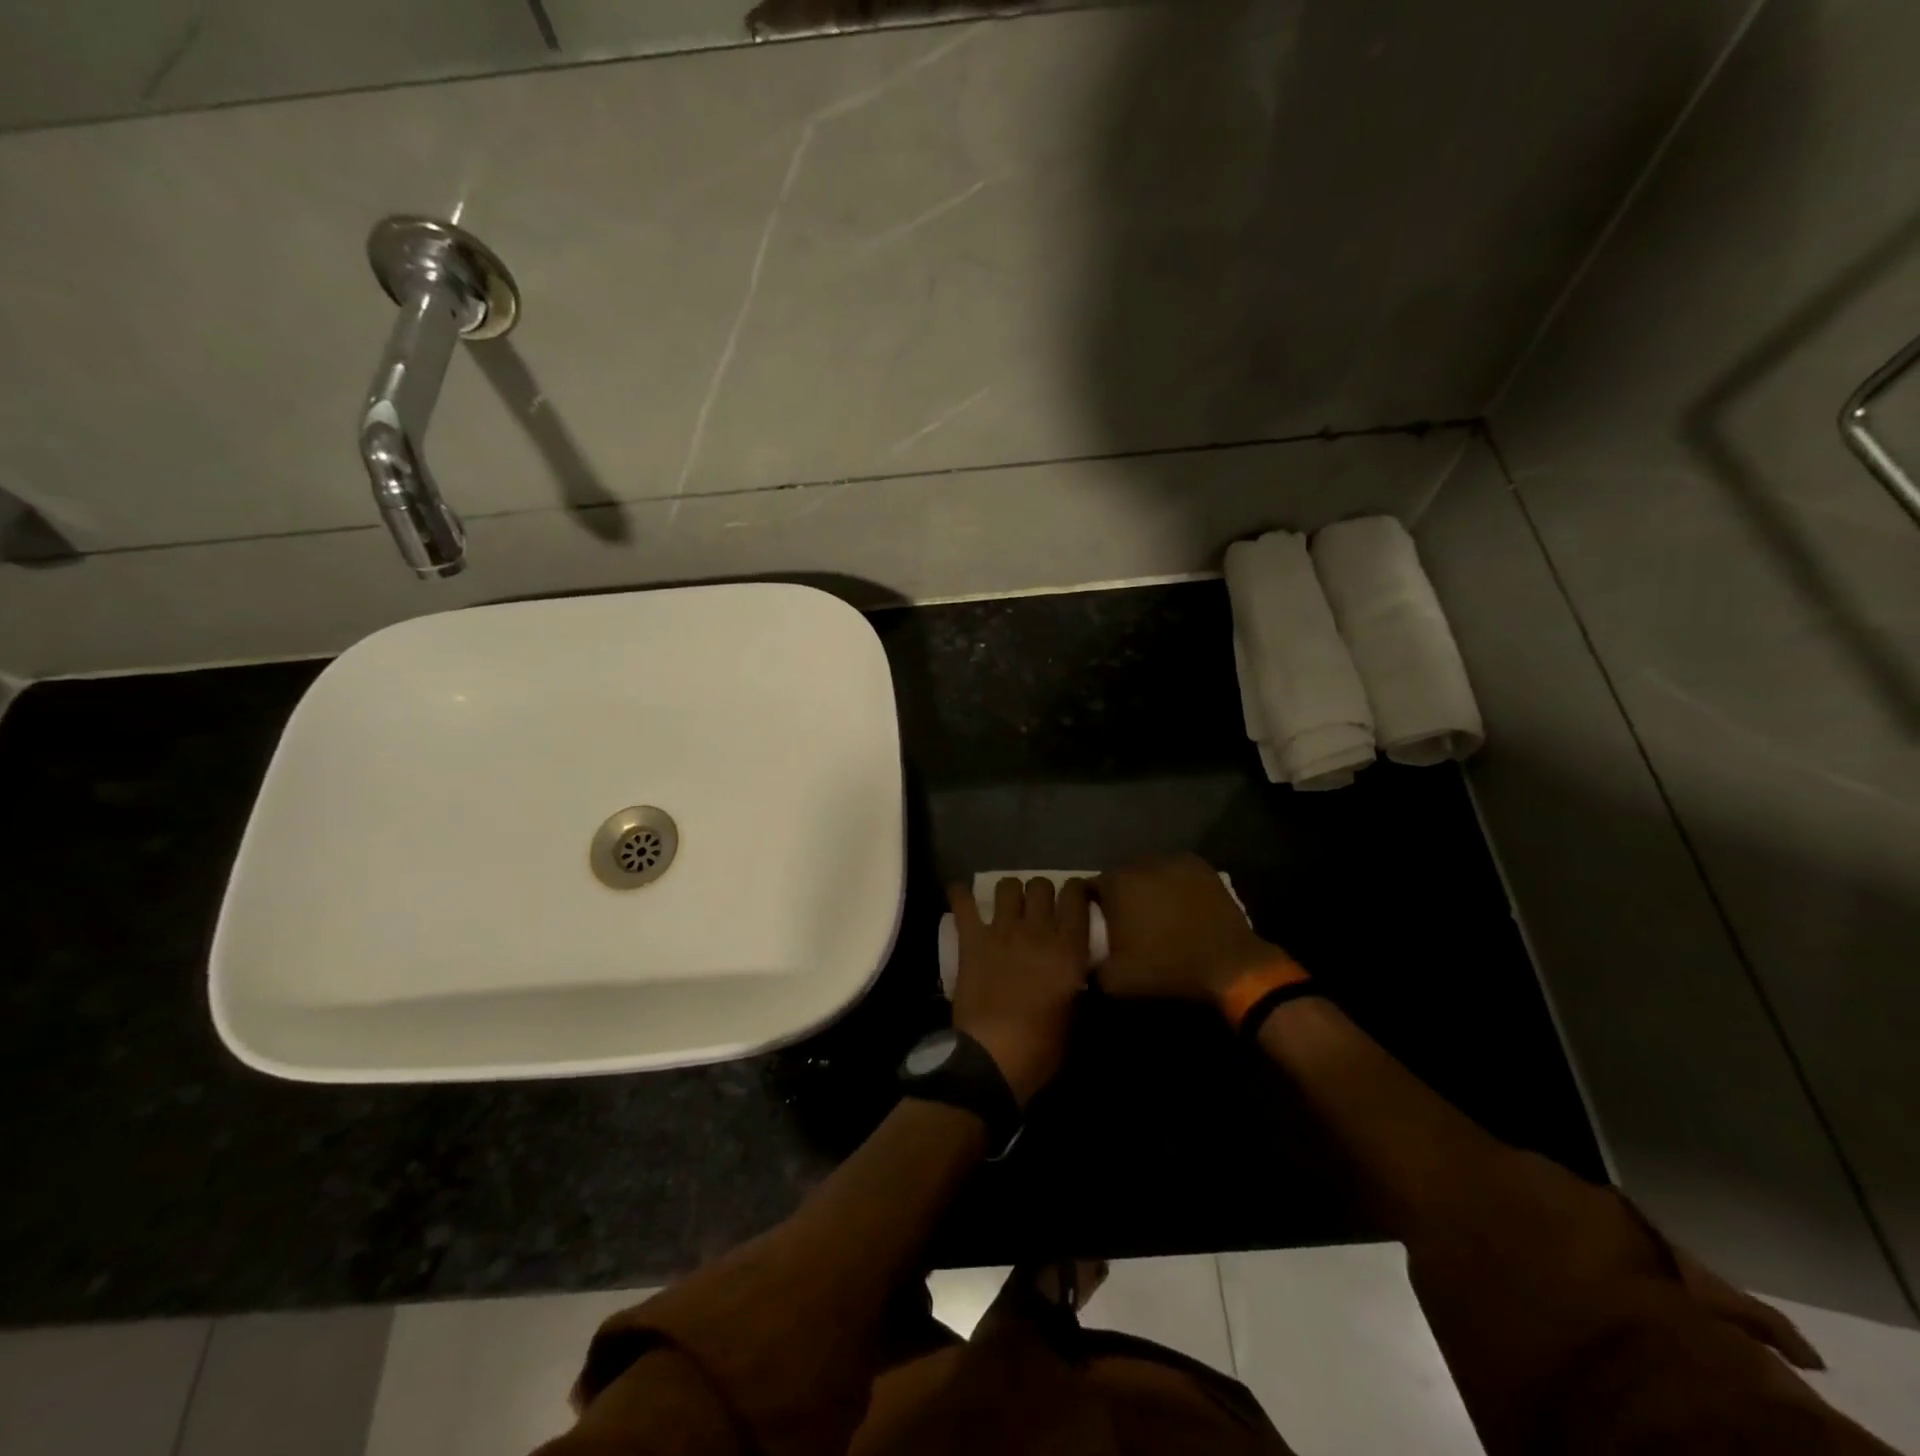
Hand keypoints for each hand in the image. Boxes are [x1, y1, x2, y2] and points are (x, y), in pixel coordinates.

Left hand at [948, 877, 1092, 1105]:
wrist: (993, 1057)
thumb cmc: (1041, 1047)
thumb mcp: (1075, 1015)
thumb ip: (1076, 981)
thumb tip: (1075, 969)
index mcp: (1068, 948)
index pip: (1076, 896)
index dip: (1076, 890)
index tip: (1074, 898)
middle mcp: (1037, 930)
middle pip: (1041, 884)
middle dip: (1042, 891)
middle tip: (1039, 908)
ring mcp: (1002, 931)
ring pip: (1008, 885)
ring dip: (1010, 892)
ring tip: (1008, 905)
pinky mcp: (972, 940)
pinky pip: (963, 903)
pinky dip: (959, 894)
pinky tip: (960, 893)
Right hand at [1094, 854, 1286, 1001]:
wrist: (1229, 965)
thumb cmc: (1168, 969)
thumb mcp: (1116, 981)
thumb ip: (1088, 967)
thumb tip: (1081, 961)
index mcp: (1116, 884)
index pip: (1089, 888)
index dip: (1092, 908)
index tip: (1101, 928)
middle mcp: (1140, 862)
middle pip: (1119, 877)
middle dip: (1120, 896)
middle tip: (1128, 923)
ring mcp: (1172, 860)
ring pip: (1146, 871)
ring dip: (1145, 888)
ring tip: (1156, 914)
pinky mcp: (1198, 865)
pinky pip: (1173, 871)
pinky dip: (1171, 884)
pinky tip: (1179, 905)